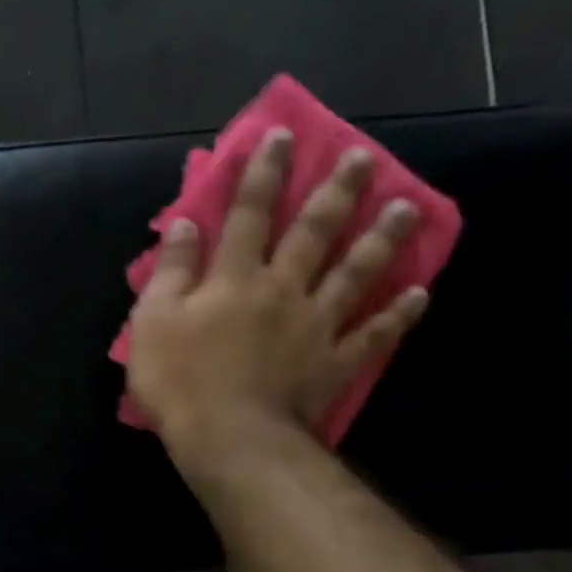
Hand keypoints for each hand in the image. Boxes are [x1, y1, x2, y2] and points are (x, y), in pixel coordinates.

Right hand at [126, 128, 429, 487]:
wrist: (228, 437)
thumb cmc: (179, 380)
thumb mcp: (152, 321)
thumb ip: (171, 271)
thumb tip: (186, 224)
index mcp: (234, 278)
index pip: (249, 214)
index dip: (264, 174)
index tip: (283, 135)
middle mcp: (282, 289)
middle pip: (314, 232)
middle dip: (336, 191)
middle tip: (364, 157)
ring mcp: (316, 325)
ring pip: (354, 273)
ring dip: (381, 238)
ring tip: (408, 207)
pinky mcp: (334, 362)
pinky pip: (373, 334)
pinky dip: (397, 315)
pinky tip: (418, 294)